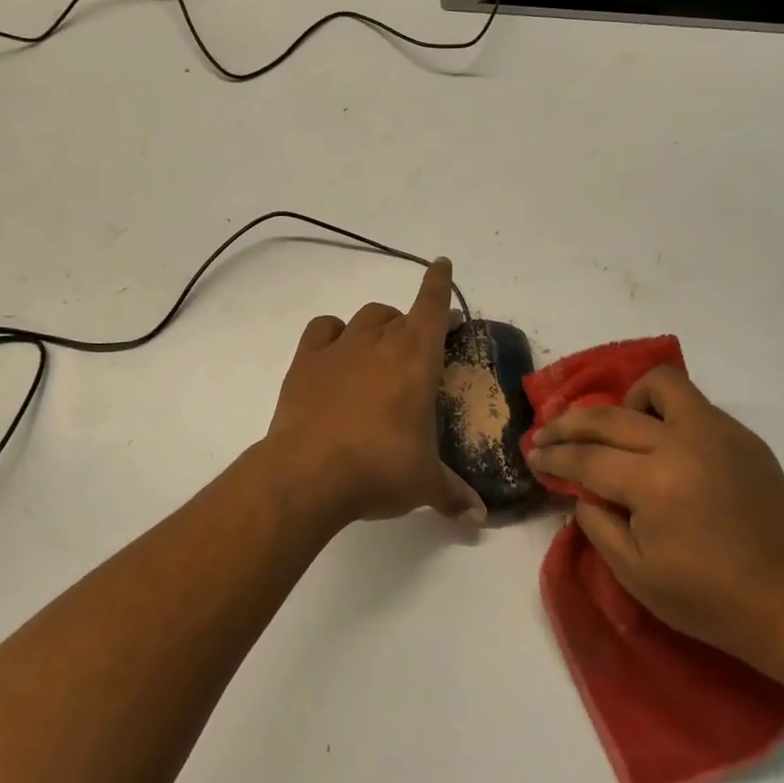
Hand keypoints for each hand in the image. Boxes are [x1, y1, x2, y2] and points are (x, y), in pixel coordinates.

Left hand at [264, 258, 486, 528]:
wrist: (308, 473)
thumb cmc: (379, 469)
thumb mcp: (423, 484)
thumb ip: (453, 495)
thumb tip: (478, 518)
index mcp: (416, 358)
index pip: (432, 306)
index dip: (439, 282)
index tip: (442, 264)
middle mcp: (379, 342)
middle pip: (400, 315)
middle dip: (415, 323)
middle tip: (421, 347)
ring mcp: (338, 348)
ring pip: (365, 317)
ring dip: (378, 325)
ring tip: (380, 347)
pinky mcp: (305, 362)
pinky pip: (322, 329)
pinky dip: (333, 332)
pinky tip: (335, 350)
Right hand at [527, 366, 783, 665]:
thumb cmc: (708, 599)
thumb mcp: (635, 574)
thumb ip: (597, 523)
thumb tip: (581, 490)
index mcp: (654, 484)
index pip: (586, 458)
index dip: (553, 456)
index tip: (532, 454)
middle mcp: (682, 444)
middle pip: (609, 417)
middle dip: (568, 424)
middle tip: (548, 434)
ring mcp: (717, 433)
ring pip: (660, 384)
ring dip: (627, 402)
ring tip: (618, 430)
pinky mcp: (742, 436)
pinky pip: (692, 405)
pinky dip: (665, 415)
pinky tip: (661, 445)